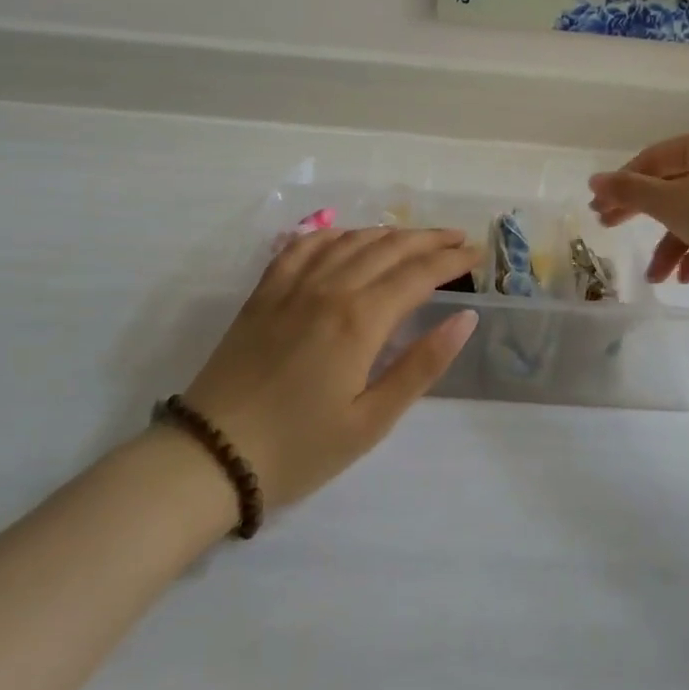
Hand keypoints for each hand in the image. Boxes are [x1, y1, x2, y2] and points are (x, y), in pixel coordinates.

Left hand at [178, 227, 480, 512]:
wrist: (211, 456)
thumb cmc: (300, 447)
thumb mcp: (372, 420)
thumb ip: (422, 364)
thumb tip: (465, 318)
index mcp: (360, 320)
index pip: (418, 274)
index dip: (452, 260)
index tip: (477, 253)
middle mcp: (329, 288)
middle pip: (389, 248)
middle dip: (429, 239)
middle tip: (458, 239)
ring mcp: (292, 286)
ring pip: (350, 240)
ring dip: (388, 233)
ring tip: (415, 237)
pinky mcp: (264, 293)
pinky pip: (303, 246)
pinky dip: (333, 234)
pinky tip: (345, 236)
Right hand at [589, 126, 688, 284]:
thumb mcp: (670, 204)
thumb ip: (629, 192)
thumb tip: (594, 180)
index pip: (651, 160)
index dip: (621, 185)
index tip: (599, 211)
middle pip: (671, 186)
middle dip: (643, 215)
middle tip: (611, 230)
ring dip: (671, 245)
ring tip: (656, 278)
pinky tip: (687, 278)